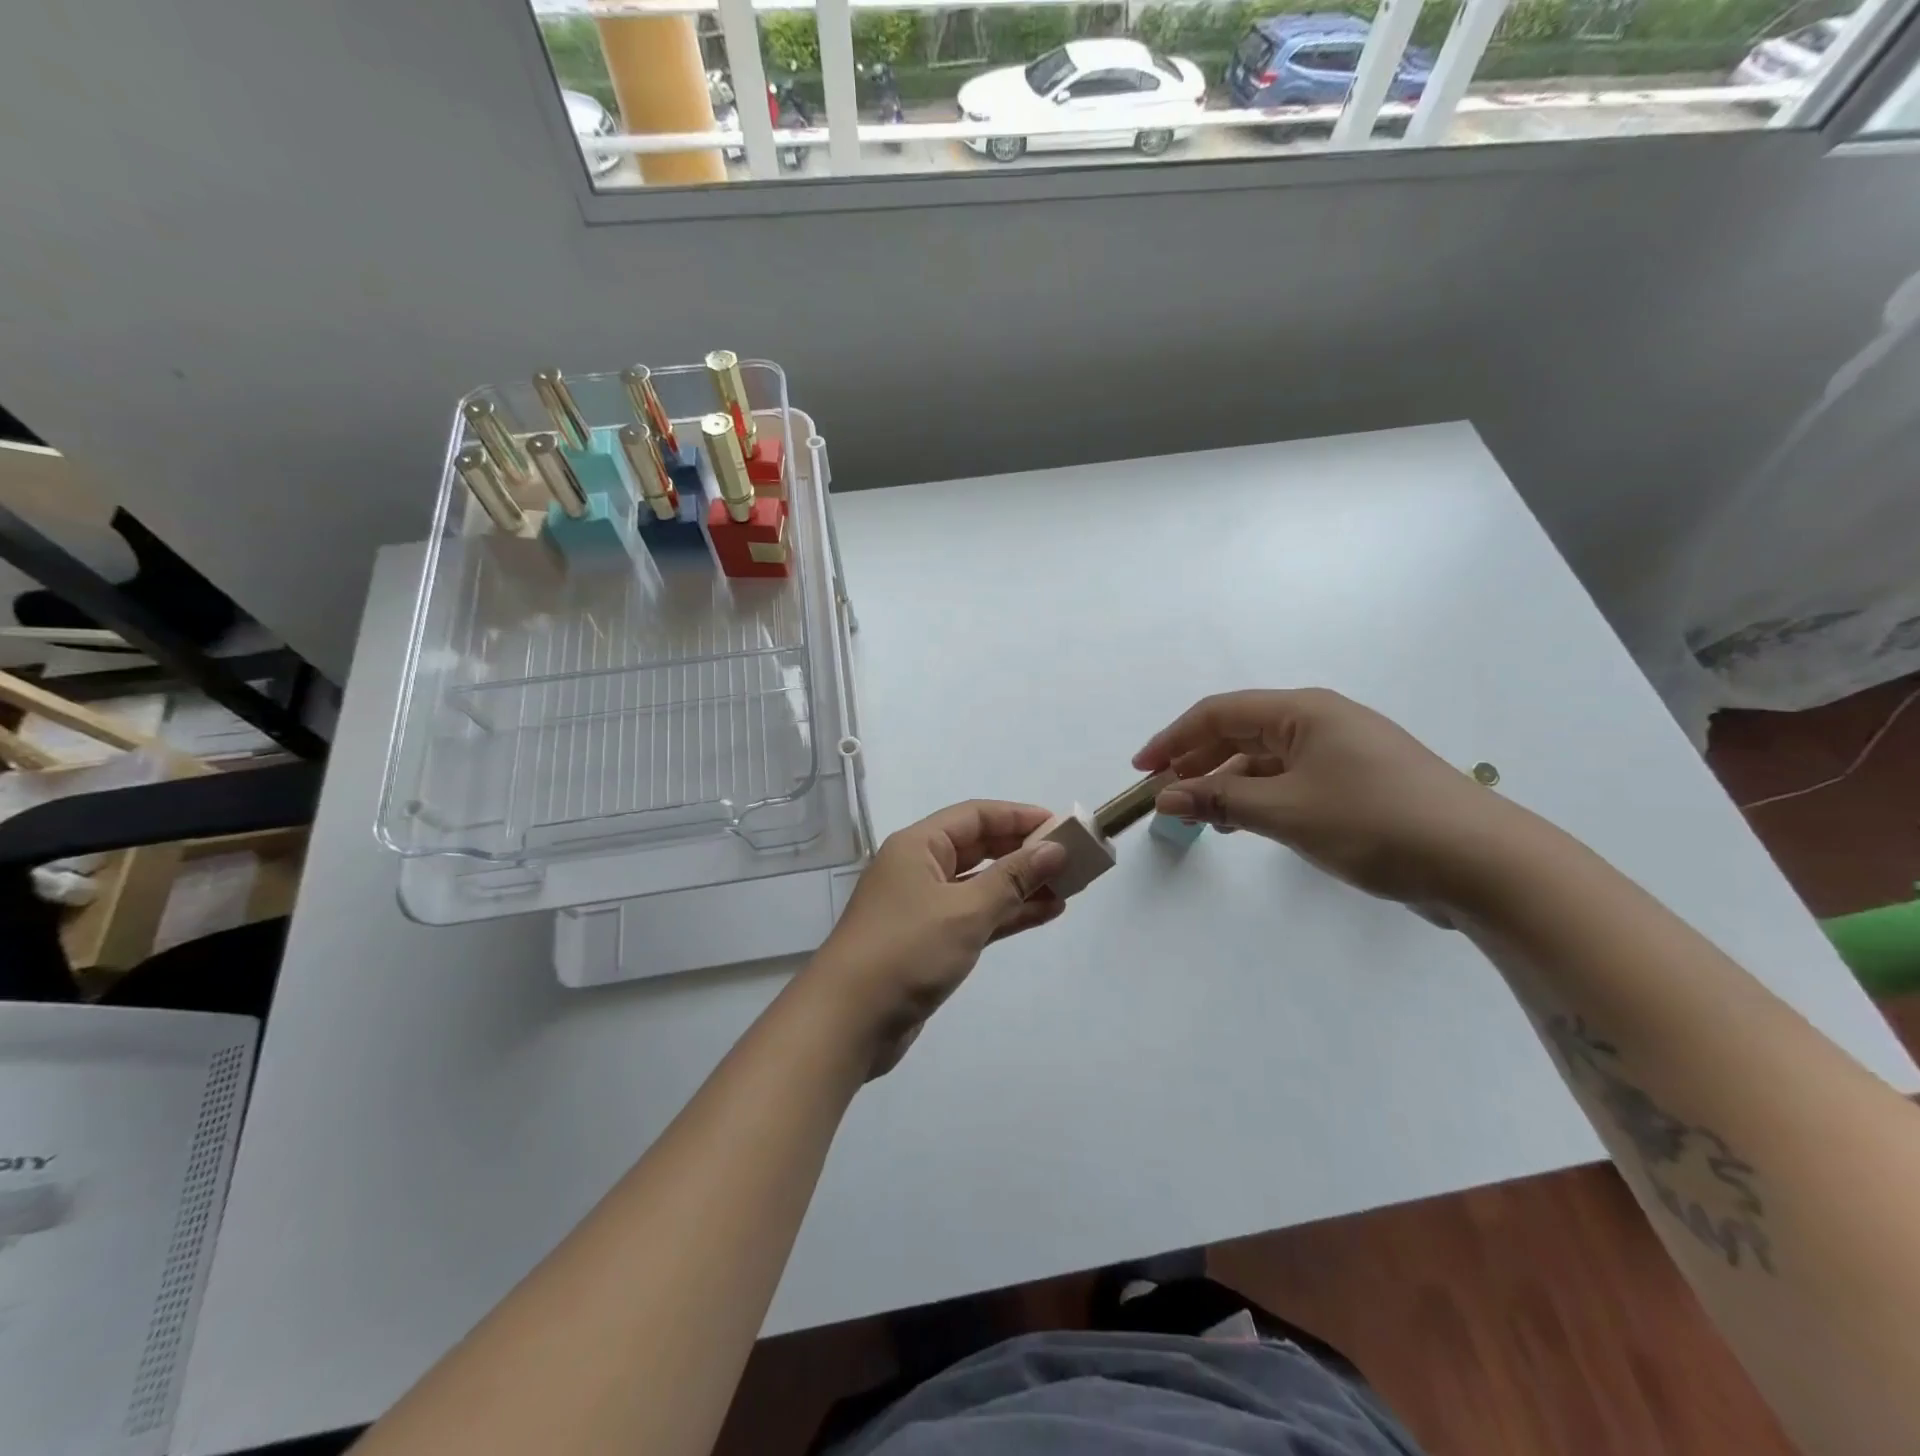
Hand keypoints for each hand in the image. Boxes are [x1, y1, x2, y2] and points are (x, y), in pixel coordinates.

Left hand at [809, 801, 1068, 1075]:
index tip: (1061, 825)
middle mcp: (919, 868)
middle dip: (1024, 851)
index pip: (976, 816)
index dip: (1019, 817)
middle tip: (1071, 857)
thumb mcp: (965, 910)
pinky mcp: (930, 941)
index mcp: (918, 846)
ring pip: (980, 884)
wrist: (849, 1020)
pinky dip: (1007, 913)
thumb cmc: (907, 951)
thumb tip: (1054, 849)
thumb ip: (1012, 878)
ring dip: (1021, 884)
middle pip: (979, 847)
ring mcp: (924, 906)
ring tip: (1068, 886)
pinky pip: (976, 915)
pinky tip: (1044, 912)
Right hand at [1133, 689, 1528, 919]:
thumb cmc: (1375, 823)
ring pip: (1263, 760)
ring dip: (1226, 784)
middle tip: (1163, 797)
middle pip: (1239, 733)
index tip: (1141, 770)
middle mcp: (1320, 722)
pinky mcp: (1355, 784)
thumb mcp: (1286, 812)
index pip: (1219, 714)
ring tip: (1199, 815)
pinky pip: (1289, 781)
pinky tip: (1243, 822)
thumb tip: (1165, 795)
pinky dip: (1258, 798)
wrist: (1482, 863)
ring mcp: (1341, 753)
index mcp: (1303, 711)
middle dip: (1197, 762)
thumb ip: (1220, 799)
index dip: (1173, 738)